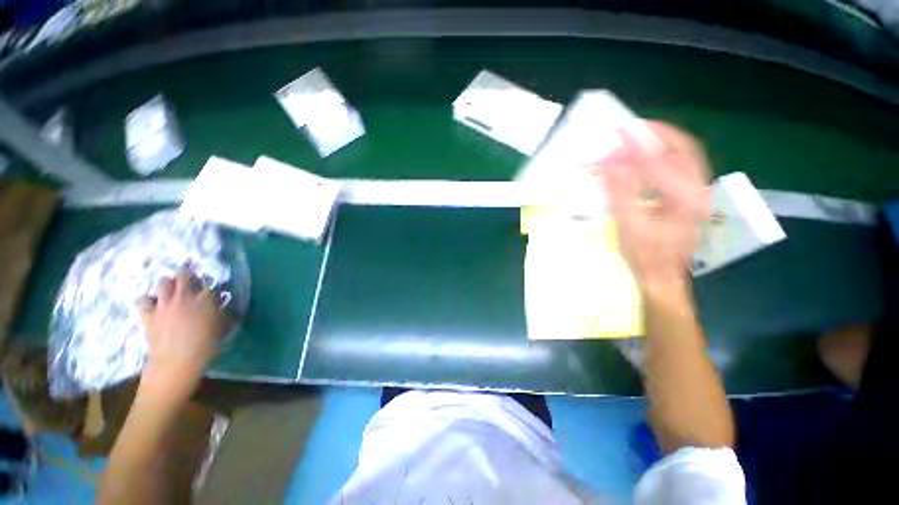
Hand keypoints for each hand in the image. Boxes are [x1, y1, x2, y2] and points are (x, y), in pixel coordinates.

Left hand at [137, 269, 229, 395]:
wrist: (177, 361)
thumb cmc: (206, 346)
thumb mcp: (221, 328)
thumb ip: (221, 313)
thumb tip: (221, 307)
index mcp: (206, 299)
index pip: (211, 285)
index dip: (212, 288)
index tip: (214, 294)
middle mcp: (185, 296)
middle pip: (184, 275)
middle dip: (187, 275)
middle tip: (189, 281)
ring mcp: (164, 304)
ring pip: (162, 282)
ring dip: (167, 284)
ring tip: (170, 291)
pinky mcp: (149, 314)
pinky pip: (143, 300)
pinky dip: (147, 301)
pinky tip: (152, 305)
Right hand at [599, 121, 710, 294]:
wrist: (661, 278)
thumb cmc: (644, 257)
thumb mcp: (629, 226)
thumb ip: (620, 192)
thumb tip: (610, 161)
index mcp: (687, 200)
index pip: (664, 161)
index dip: (639, 145)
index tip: (618, 132)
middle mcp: (699, 192)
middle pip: (683, 151)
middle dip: (657, 135)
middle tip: (631, 127)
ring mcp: (696, 195)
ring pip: (682, 158)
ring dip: (658, 144)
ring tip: (634, 138)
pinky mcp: (688, 199)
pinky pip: (676, 169)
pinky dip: (658, 158)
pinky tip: (641, 158)